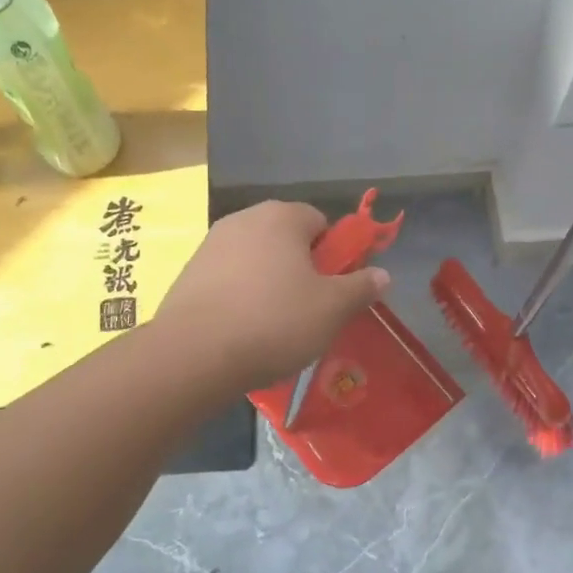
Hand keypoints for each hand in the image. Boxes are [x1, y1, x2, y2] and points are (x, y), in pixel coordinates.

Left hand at [154, 202, 389, 392]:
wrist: (193, 355)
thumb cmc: (274, 322)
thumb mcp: (332, 309)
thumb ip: (361, 287)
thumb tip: (383, 275)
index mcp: (282, 217)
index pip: (321, 222)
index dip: (334, 255)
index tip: (334, 288)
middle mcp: (244, 219)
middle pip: (287, 239)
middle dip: (302, 269)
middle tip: (309, 309)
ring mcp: (211, 244)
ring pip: (257, 260)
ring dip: (270, 283)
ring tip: (274, 326)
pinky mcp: (189, 273)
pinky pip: (229, 279)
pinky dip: (241, 297)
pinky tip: (243, 330)